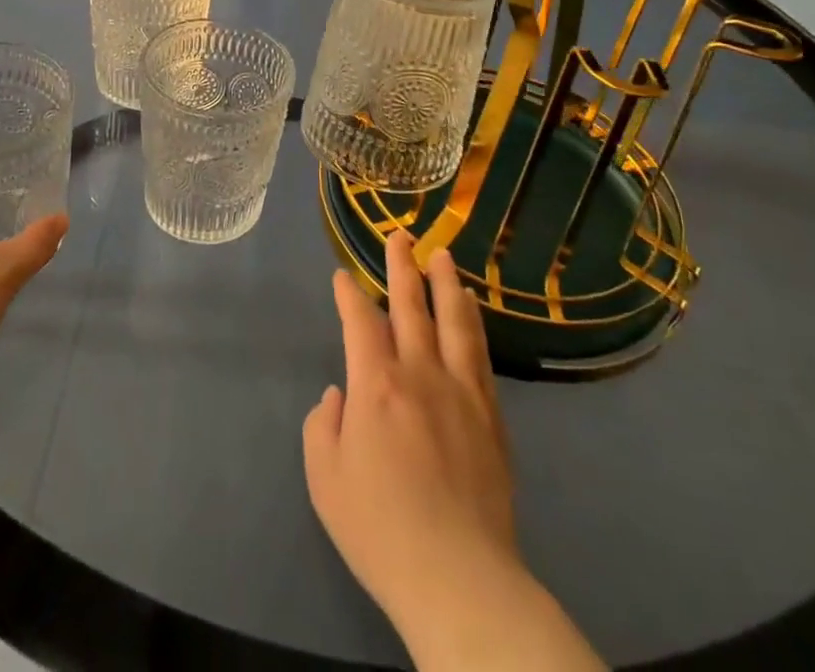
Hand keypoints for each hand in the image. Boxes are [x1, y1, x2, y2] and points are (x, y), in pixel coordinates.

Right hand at [302, 229, 517, 628]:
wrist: (459, 579)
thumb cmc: (381, 529)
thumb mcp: (325, 479)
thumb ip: (323, 426)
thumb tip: (340, 396)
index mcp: (375, 383)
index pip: (360, 320)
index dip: (349, 293)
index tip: (343, 276)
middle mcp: (420, 372)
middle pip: (410, 305)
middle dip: (402, 266)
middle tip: (401, 235)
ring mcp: (461, 391)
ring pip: (453, 320)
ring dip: (445, 283)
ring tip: (442, 255)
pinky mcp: (491, 416)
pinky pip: (479, 354)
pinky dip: (472, 322)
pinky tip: (470, 309)